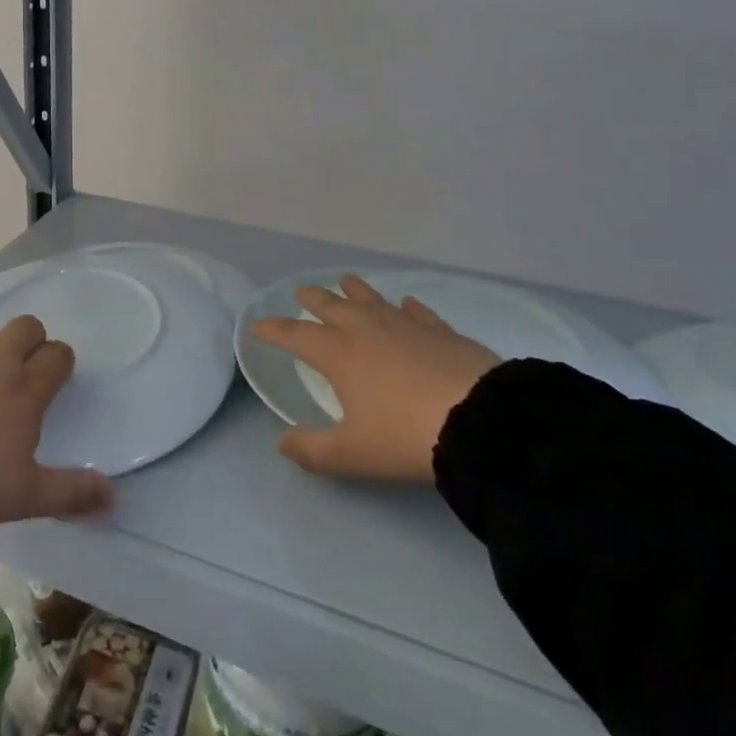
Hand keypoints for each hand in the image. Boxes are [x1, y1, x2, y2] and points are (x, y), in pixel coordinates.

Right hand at [250, 275, 497, 481]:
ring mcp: (404, 325)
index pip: (295, 335)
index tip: (257, 325)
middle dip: (311, 299)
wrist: (478, 419)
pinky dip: (405, 306)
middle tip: (301, 293)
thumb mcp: (351, 454)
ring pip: (371, 299)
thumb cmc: (404, 436)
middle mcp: (365, 330)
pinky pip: (416, 311)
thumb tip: (281, 443)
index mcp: (338, 354)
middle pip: (330, 306)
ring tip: (345, 282)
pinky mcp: (440, 330)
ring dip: (353, 290)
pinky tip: (406, 304)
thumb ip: (311, 450)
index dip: (273, 329)